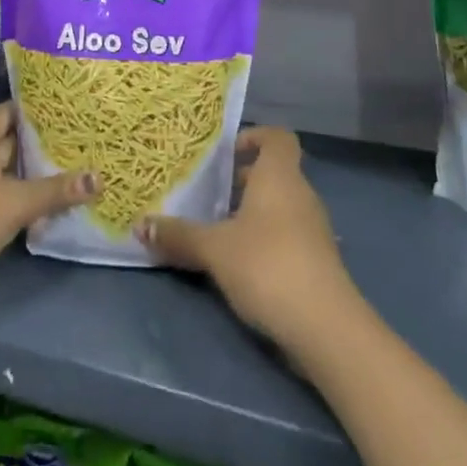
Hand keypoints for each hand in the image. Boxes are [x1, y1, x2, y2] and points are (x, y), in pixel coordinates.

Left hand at [0, 102, 96, 311]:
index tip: (71, 109)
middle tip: (85, 141)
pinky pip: (3, 198)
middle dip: (43, 143)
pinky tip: (53, 206)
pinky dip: (25, 200)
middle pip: (12, 141)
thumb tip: (99, 178)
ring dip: (36, 175)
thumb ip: (55, 190)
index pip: (11, 111)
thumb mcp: (14, 202)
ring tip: (79, 170)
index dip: (38, 109)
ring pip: (9, 173)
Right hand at [135, 127, 356, 352]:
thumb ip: (178, 235)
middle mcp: (301, 195)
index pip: (278, 137)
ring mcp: (313, 230)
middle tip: (207, 193)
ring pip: (280, 206)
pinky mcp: (317, 262)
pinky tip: (238, 262)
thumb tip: (140, 225)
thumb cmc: (267, 266)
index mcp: (279, 177)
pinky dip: (264, 240)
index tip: (226, 154)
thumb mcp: (213, 249)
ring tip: (216, 229)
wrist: (326, 328)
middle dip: (242, 180)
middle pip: (274, 173)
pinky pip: (287, 235)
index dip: (254, 137)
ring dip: (251, 213)